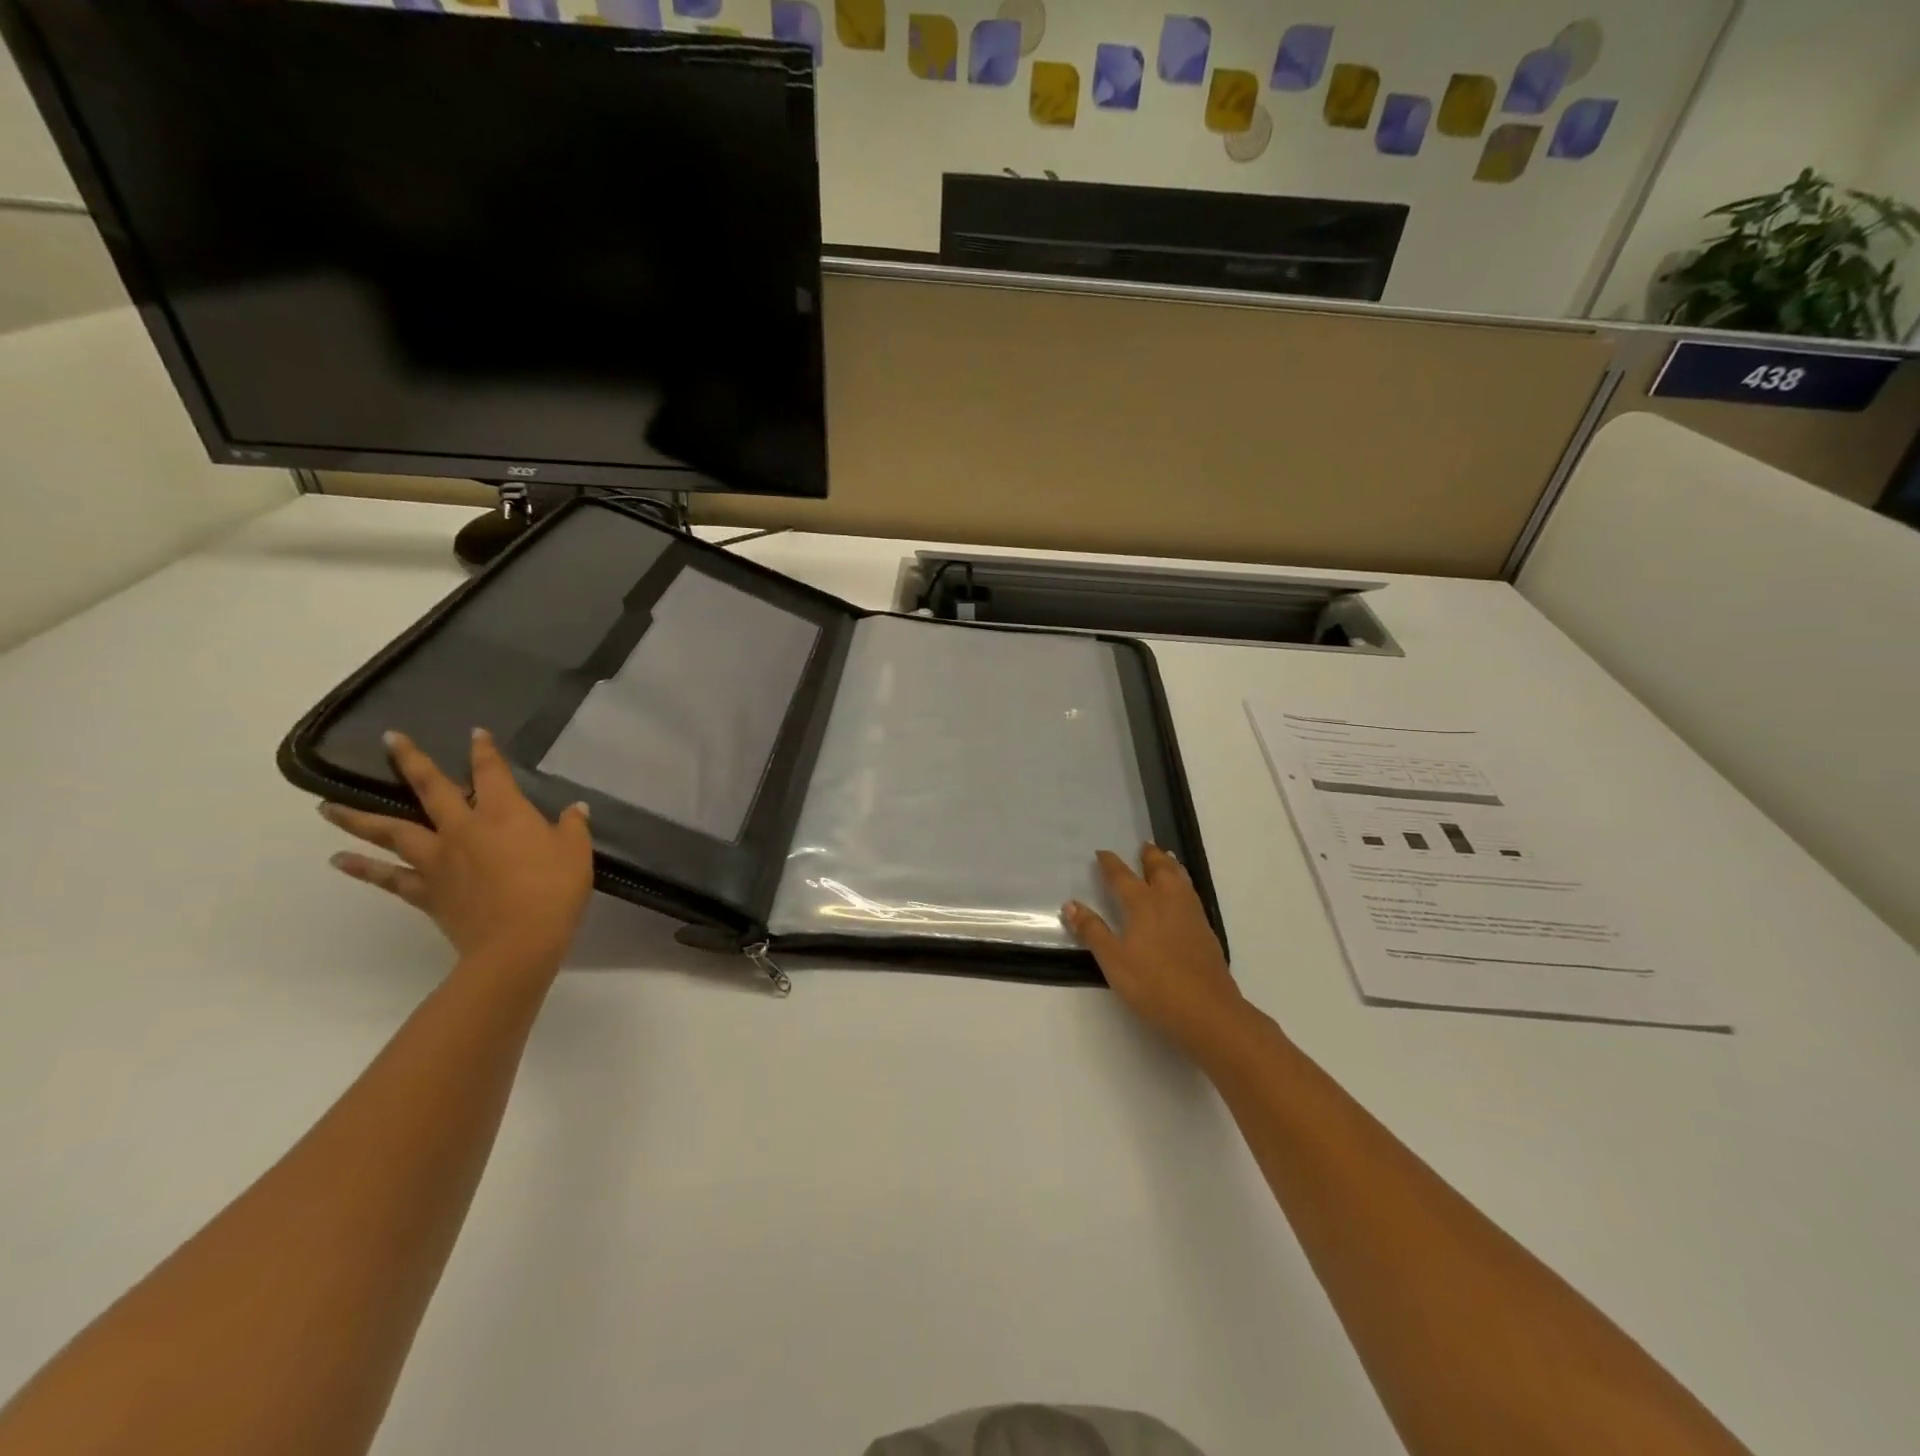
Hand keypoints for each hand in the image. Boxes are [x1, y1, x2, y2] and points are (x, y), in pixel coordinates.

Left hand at [321, 729, 593, 980]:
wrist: (518, 942)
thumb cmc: (554, 890)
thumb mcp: (576, 853)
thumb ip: (572, 827)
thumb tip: (574, 809)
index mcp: (503, 813)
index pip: (491, 772)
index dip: (484, 751)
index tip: (475, 733)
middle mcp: (463, 828)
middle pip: (430, 789)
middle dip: (411, 762)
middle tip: (390, 739)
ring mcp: (438, 860)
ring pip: (392, 831)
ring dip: (358, 817)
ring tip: (326, 806)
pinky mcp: (426, 891)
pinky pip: (388, 877)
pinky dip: (362, 869)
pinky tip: (339, 860)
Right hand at [1064, 845, 1244, 1053]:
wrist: (1207, 1011)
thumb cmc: (1153, 985)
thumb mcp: (1113, 961)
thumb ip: (1092, 931)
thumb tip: (1071, 904)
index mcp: (1143, 905)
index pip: (1123, 877)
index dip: (1111, 864)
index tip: (1102, 853)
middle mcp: (1169, 902)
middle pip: (1160, 869)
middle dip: (1150, 856)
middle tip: (1144, 845)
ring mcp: (1192, 916)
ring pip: (1181, 879)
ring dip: (1170, 865)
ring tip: (1166, 859)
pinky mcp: (1206, 932)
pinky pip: (1192, 894)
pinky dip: (1184, 883)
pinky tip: (1183, 896)